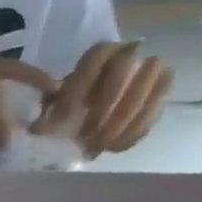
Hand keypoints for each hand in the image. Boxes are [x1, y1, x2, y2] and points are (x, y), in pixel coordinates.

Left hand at [35, 41, 173, 156]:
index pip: (96, 58)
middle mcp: (132, 53)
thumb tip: (38, 128)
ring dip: (123, 120)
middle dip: (105, 104)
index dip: (80, 86)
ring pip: (150, 86)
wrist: (98, 104)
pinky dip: (135, 131)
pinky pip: (158, 108)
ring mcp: (153, 69)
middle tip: (87, 133)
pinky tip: (113, 148)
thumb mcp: (54, 102)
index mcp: (101, 53)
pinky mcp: (164, 91)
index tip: (64, 115)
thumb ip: (47, 109)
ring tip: (100, 144)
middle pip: (127, 68)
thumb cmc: (72, 101)